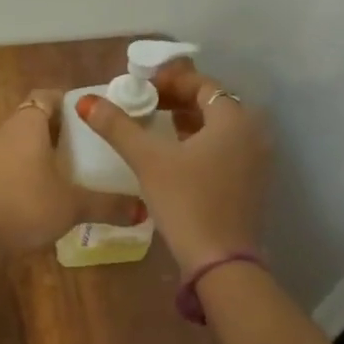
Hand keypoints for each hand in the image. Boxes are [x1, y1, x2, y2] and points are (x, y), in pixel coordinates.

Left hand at [0, 91, 142, 255]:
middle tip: (90, 142)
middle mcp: (7, 131)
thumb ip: (109, 204)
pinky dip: (30, 165)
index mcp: (28, 124)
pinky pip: (12, 159)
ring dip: (44, 147)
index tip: (93, 117)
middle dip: (61, 126)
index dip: (69, 102)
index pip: (47, 95)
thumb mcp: (74, 205)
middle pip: (35, 116)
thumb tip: (144, 210)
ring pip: (22, 139)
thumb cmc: (29, 207)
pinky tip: (48, 187)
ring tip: (74, 165)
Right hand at [72, 63, 268, 274]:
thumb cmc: (186, 201)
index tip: (142, 87)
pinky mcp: (251, 183)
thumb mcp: (148, 160)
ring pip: (219, 127)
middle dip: (177, 99)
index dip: (170, 81)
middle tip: (145, 103)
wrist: (221, 262)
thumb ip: (118, 127)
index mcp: (234, 119)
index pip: (202, 84)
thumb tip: (87, 101)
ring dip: (188, 121)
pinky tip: (175, 154)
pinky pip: (225, 148)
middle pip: (212, 103)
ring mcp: (257, 160)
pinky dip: (201, 142)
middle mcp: (253, 133)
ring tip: (155, 125)